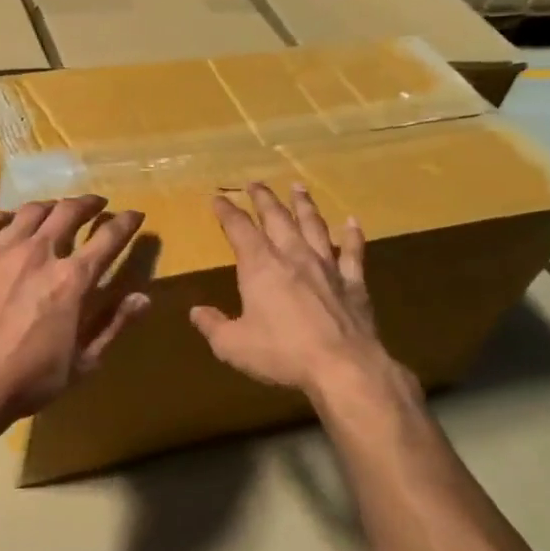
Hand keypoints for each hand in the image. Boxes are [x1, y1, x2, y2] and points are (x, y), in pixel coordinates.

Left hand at [0, 195, 151, 432]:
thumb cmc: (31, 379)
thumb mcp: (83, 362)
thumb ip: (114, 325)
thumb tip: (143, 297)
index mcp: (72, 279)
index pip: (108, 239)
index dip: (126, 223)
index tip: (134, 215)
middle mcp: (39, 254)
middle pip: (68, 212)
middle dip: (88, 204)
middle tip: (96, 204)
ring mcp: (1, 252)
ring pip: (30, 212)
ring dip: (49, 206)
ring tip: (55, 208)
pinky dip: (3, 217)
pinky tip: (8, 219)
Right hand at [190, 183, 420, 431]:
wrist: (343, 367)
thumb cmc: (281, 353)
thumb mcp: (232, 344)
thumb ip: (212, 325)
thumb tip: (196, 312)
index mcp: (260, 265)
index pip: (239, 228)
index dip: (227, 212)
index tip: (218, 198)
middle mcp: (292, 256)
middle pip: (276, 218)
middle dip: (263, 198)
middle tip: (255, 183)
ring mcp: (326, 266)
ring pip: (314, 226)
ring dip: (304, 205)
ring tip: (298, 187)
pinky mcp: (353, 283)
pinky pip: (353, 252)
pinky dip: (352, 235)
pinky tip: (352, 222)